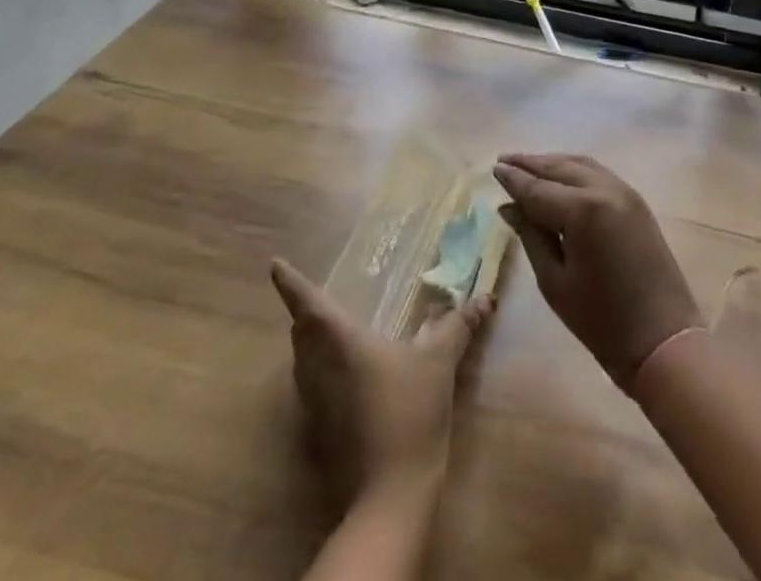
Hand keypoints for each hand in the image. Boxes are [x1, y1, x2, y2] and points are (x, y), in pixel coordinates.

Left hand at [270, 258, 495, 503]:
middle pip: (301, 334)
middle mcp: (319, 370)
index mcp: (341, 344)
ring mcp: (316, 404)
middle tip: (313, 296)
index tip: (275, 265)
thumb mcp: (439, 363)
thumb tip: (485, 298)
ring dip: (309, 342)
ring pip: (302, 362)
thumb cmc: (409, 413)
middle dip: (304, 313)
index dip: (290, 284)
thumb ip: (459, 326)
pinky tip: (343, 374)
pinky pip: (310, 387)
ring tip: (326, 329)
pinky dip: (318, 370)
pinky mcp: (320, 432)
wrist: (389, 496)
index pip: (309, 305)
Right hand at [493, 154, 702, 389]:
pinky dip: (575, 169)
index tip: (494, 167)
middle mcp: (604, 189)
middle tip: (505, 160)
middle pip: (560, 168)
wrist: (662, 339)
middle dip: (531, 163)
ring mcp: (624, 191)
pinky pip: (598, 173)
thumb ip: (531, 236)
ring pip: (581, 164)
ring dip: (553, 163)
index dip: (514, 178)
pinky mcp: (636, 200)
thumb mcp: (555, 282)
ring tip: (528, 165)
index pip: (538, 188)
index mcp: (582, 210)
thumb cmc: (601, 321)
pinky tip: (561, 176)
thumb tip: (509, 207)